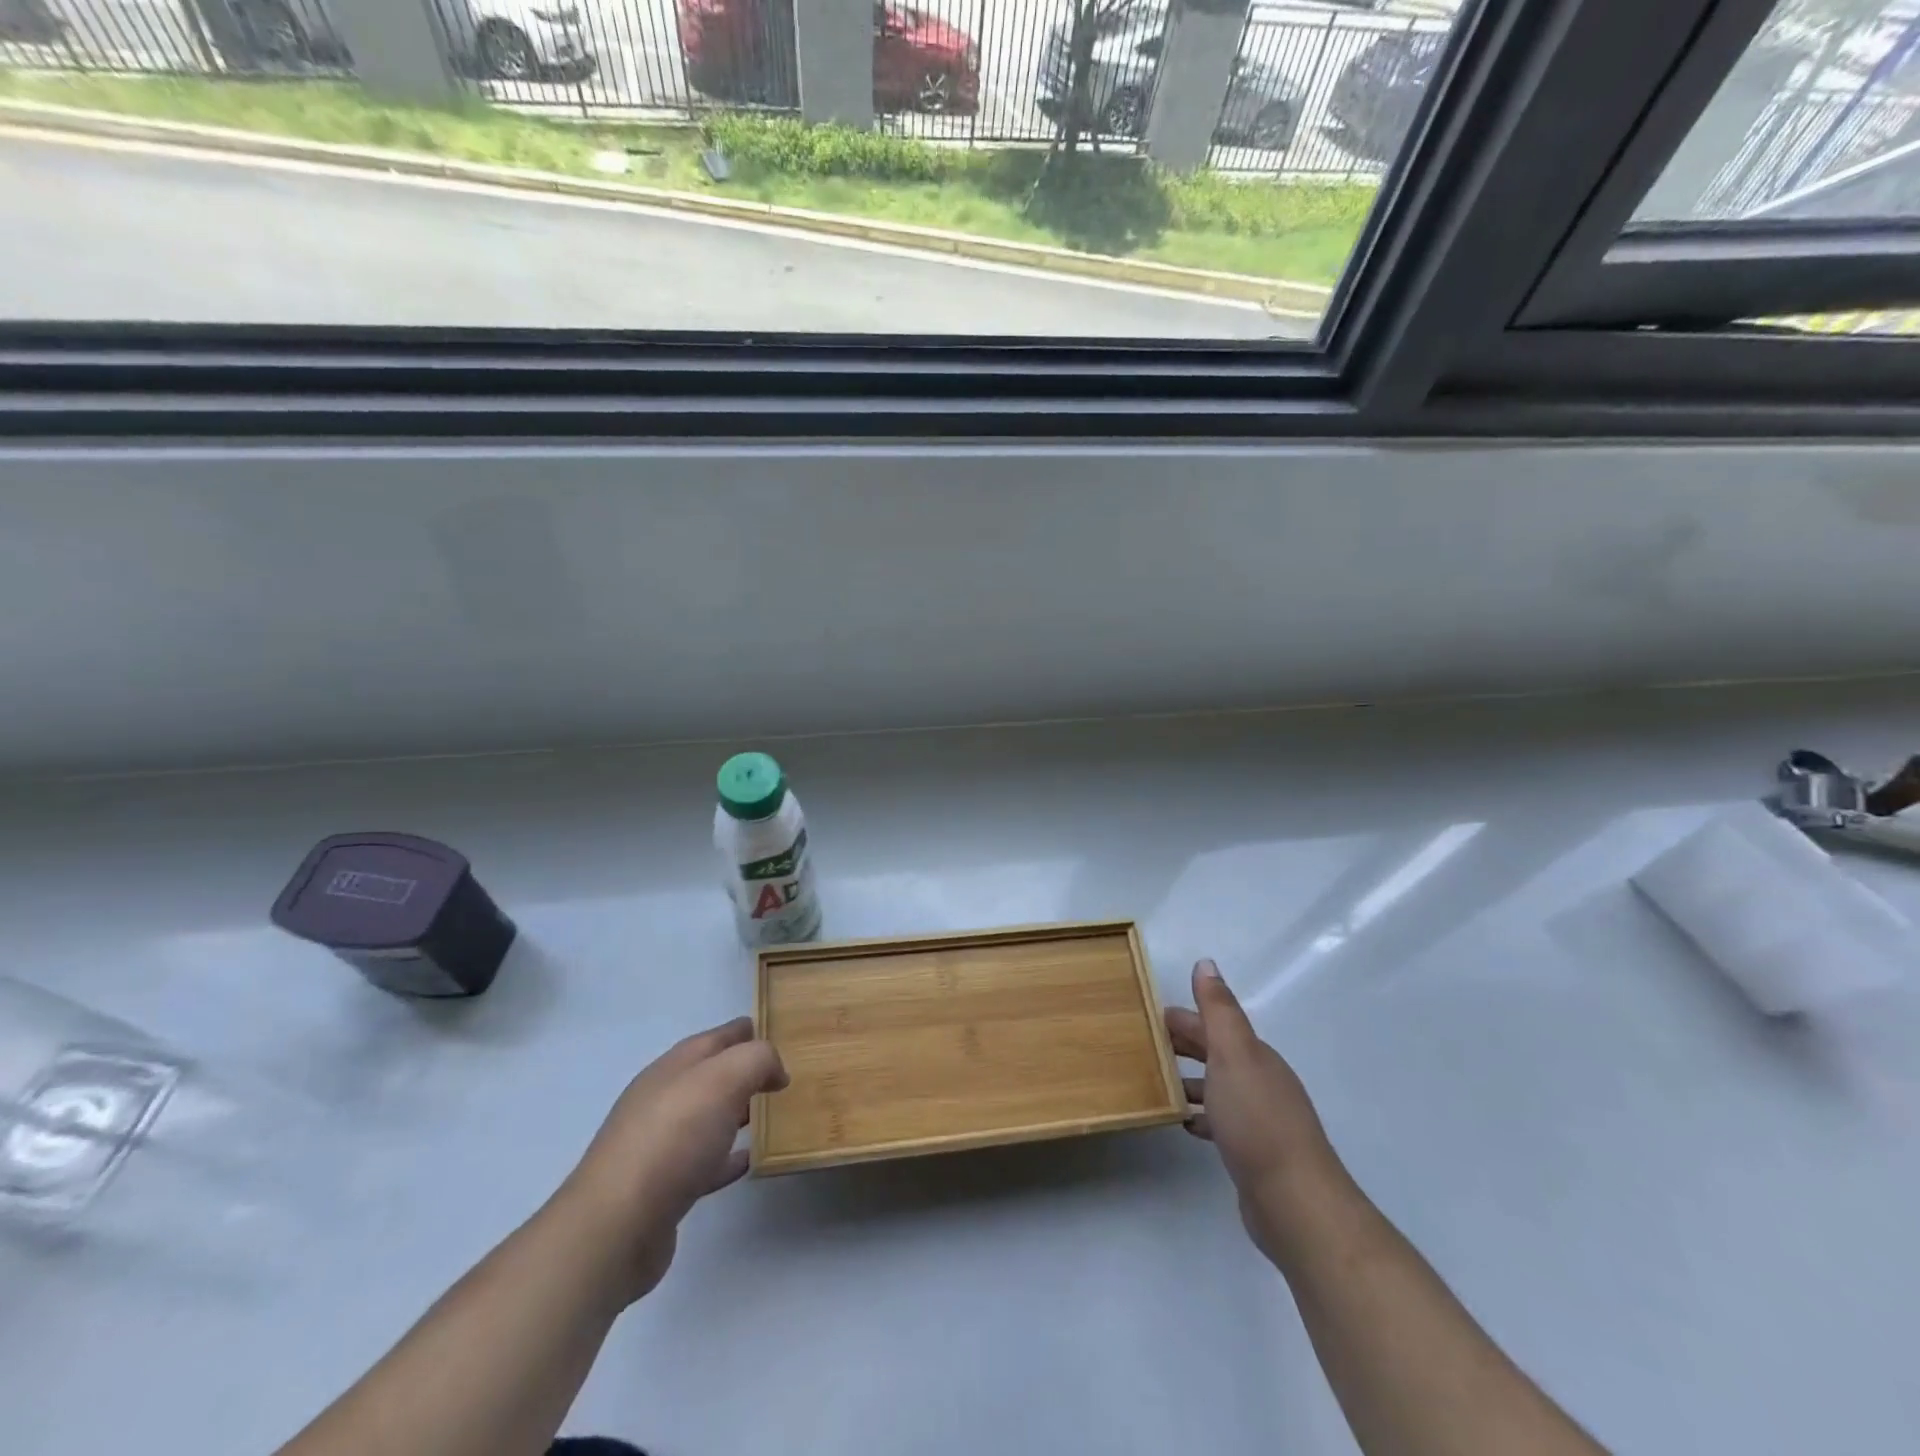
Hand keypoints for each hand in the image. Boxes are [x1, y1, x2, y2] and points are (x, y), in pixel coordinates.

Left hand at [556, 1016, 787, 1304]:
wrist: (616, 1226)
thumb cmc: (674, 1138)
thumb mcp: (725, 1078)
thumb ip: (757, 1060)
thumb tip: (774, 1070)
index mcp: (675, 1066)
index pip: (718, 1036)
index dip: (748, 1031)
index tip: (781, 1037)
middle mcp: (663, 1098)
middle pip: (710, 1075)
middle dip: (744, 1072)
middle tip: (782, 1079)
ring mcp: (658, 1143)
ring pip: (706, 1117)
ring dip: (736, 1113)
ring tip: (770, 1116)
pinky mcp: (661, 1187)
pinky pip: (703, 1162)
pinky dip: (726, 1157)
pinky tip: (747, 1162)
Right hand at [1167, 959, 1339, 1261]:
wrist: (1295, 1200)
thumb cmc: (1257, 1119)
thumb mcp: (1233, 1054)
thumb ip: (1218, 1010)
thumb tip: (1206, 963)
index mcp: (1254, 1055)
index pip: (1213, 1025)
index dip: (1182, 1018)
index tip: (1146, 1017)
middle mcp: (1260, 1080)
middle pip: (1216, 1053)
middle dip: (1184, 1045)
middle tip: (1143, 1046)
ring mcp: (1260, 1118)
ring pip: (1218, 1087)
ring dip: (1190, 1080)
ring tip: (1156, 1083)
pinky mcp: (1254, 1152)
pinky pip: (1221, 1121)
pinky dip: (1202, 1115)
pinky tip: (1184, 1123)